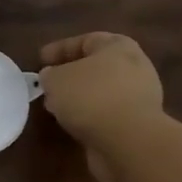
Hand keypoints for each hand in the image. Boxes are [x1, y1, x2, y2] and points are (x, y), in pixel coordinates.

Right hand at [37, 33, 164, 181]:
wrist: (129, 141)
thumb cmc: (91, 97)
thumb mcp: (56, 79)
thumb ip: (50, 75)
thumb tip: (51, 77)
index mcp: (118, 46)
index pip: (86, 40)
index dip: (60, 49)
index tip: (40, 60)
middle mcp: (134, 67)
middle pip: (97, 66)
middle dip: (71, 74)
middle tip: (49, 83)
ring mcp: (140, 97)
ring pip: (102, 92)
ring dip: (80, 98)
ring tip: (57, 107)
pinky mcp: (138, 124)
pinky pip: (108, 114)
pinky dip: (90, 116)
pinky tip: (72, 124)